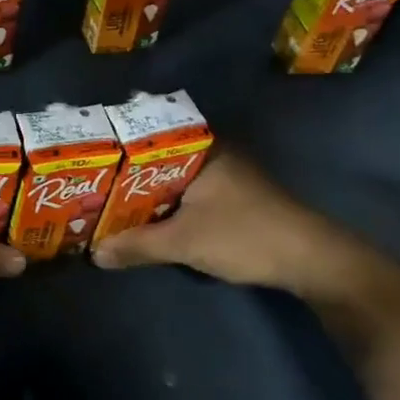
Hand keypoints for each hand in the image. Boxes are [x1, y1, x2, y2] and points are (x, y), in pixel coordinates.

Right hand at [89, 150, 372, 296]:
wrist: (313, 262)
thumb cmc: (245, 236)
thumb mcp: (184, 242)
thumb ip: (137, 245)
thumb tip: (94, 254)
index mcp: (201, 148)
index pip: (146, 137)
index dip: (115, 150)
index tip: (85, 161)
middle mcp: (212, 152)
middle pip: (156, 160)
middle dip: (124, 176)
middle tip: (87, 185)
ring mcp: (225, 174)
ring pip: (171, 179)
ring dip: (144, 194)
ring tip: (105, 202)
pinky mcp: (232, 197)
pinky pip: (186, 193)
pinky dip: (165, 204)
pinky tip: (144, 219)